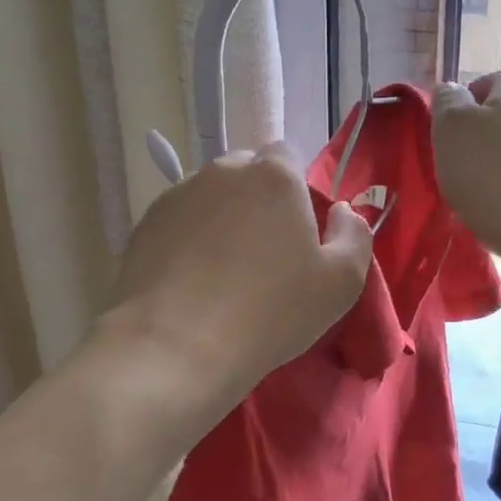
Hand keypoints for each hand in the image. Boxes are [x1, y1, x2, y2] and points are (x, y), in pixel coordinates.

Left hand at [105, 142, 374, 407]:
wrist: (176, 345)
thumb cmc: (270, 312)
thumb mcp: (341, 283)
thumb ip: (354, 236)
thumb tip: (342, 212)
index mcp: (275, 177)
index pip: (287, 155)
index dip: (295, 187)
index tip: (295, 229)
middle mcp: (223, 172)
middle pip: (245, 171)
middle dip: (256, 197)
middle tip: (261, 250)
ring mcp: (179, 194)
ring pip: (209, 194)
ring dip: (219, 216)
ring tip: (219, 268)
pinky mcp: (145, 222)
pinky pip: (178, 219)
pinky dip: (186, 236)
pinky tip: (188, 278)